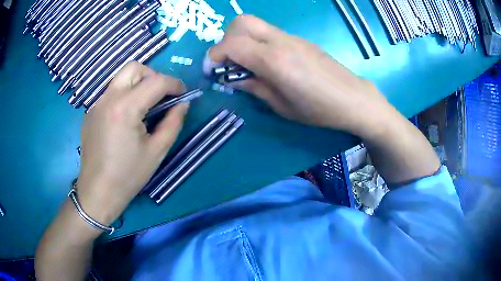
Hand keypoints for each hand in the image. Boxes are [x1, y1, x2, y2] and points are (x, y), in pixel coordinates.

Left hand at [76, 62, 188, 224]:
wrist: (97, 192)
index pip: (156, 81)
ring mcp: (96, 104)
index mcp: (125, 108)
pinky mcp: (90, 113)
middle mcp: (108, 98)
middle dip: (153, 76)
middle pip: (134, 68)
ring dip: (137, 84)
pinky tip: (125, 119)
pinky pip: (110, 93)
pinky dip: (124, 95)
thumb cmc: (128, 176)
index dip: (175, 84)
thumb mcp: (156, 151)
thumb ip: (173, 123)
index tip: (183, 94)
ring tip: (144, 106)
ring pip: (120, 78)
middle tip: (161, 96)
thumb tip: (182, 104)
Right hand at [204, 15, 392, 137]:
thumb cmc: (319, 109)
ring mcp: (291, 37)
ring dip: (242, 39)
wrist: (353, 98)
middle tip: (230, 62)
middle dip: (227, 39)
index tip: (212, 71)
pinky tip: (267, 62)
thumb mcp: (281, 106)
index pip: (232, 44)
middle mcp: (280, 41)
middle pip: (241, 22)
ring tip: (247, 63)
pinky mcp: (299, 39)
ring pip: (255, 24)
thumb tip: (233, 78)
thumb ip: (253, 87)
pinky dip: (258, 41)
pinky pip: (269, 32)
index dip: (215, 56)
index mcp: (274, 60)